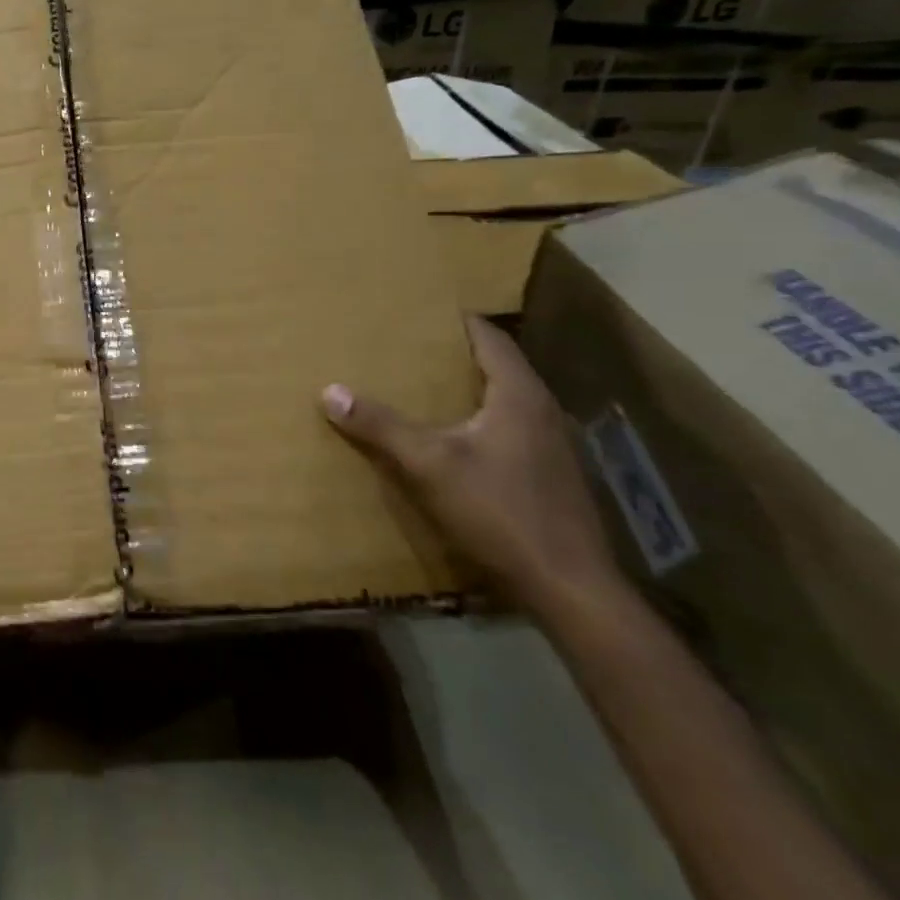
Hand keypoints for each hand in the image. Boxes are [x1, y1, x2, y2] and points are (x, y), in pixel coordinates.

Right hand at [321, 316, 624, 620]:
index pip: (491, 338)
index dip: (457, 321)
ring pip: (504, 402)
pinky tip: (450, 440)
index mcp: (520, 396)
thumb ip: (381, 426)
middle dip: (455, 355)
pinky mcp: (549, 478)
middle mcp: (542, 412)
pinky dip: (477, 422)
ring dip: (466, 391)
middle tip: (409, 348)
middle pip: (498, 367)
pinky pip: (508, 431)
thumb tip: (330, 391)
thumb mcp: (429, 465)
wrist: (568, 587)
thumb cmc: (500, 511)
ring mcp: (551, 447)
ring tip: (422, 388)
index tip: (420, 312)